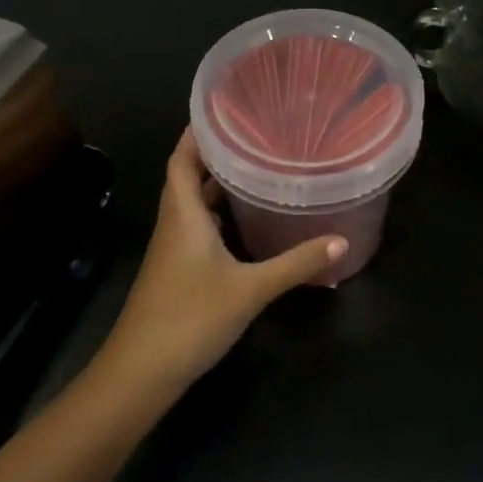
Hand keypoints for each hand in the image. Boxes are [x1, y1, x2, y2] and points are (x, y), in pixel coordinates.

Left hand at [97, 129, 345, 396]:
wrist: (141, 372)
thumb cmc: (190, 318)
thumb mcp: (250, 289)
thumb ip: (296, 264)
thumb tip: (341, 241)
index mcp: (183, 213)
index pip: (182, 157)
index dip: (196, 132)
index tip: (224, 109)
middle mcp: (174, 223)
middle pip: (187, 176)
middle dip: (214, 154)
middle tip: (253, 134)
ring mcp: (172, 249)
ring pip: (192, 203)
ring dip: (215, 184)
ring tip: (254, 167)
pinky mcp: (176, 270)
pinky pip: (196, 227)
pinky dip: (216, 215)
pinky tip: (243, 222)